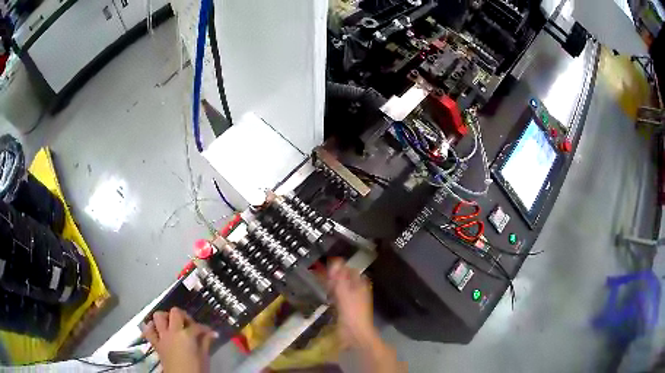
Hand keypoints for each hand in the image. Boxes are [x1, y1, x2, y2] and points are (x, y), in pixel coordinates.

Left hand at [141, 307, 217, 372]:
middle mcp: (172, 331)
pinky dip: (151, 327)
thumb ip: (206, 342)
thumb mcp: (204, 357)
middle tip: (189, 324)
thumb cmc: (196, 369)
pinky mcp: (156, 344)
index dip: (204, 328)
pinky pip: (148, 331)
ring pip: (158, 316)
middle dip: (183, 316)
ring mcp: (162, 337)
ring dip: (165, 317)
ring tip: (172, 324)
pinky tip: (158, 329)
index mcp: (186, 335)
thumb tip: (213, 333)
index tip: (210, 332)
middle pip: (175, 313)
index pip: (196, 326)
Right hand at [327, 258, 377, 346]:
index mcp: (360, 285)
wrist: (355, 334)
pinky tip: (325, 293)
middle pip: (346, 279)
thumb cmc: (352, 313)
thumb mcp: (344, 293)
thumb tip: (335, 261)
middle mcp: (357, 291)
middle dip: (335, 275)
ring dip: (332, 284)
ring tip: (320, 279)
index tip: (327, 263)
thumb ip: (339, 278)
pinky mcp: (345, 309)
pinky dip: (332, 294)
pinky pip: (338, 298)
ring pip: (341, 288)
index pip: (350, 270)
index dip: (340, 266)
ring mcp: (351, 301)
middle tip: (320, 270)